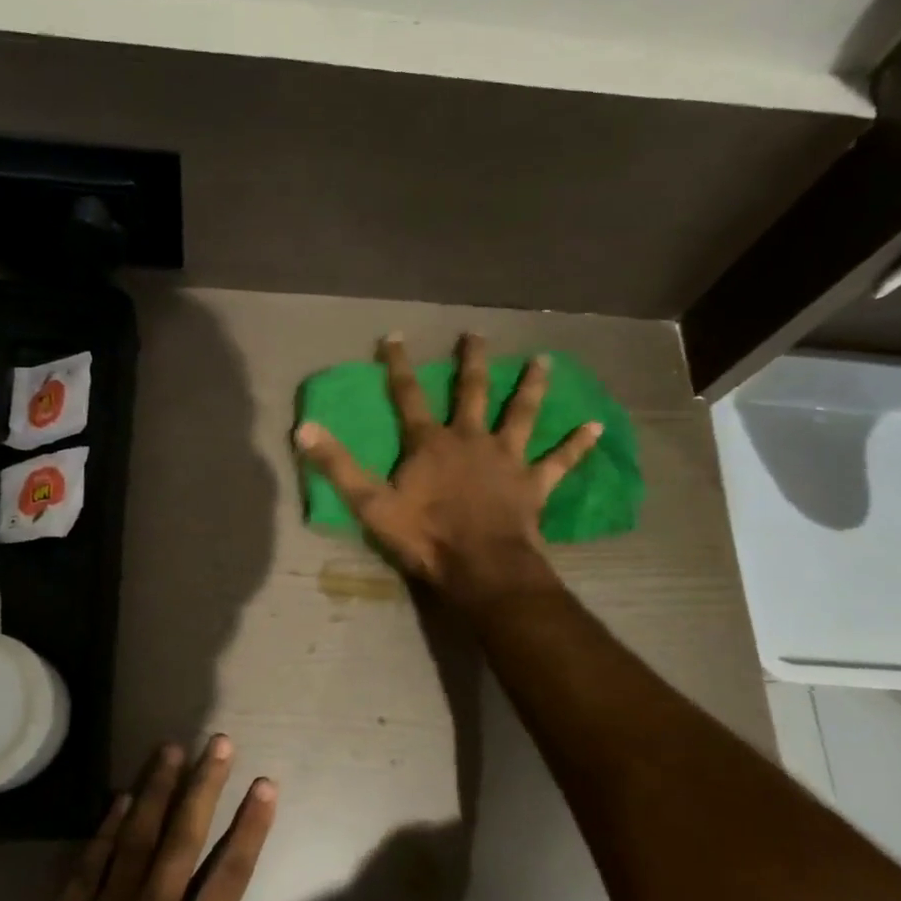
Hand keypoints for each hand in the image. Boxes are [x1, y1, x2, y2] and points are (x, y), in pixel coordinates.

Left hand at [0, 738, 282, 900]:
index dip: (252, 824)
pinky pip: (89, 864)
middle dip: (204, 784)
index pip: (231, 870)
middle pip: (183, 835)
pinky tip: (119, 800)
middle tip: (219, 741)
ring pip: (136, 836)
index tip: (265, 783)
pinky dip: (105, 828)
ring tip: (170, 747)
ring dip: (155, 788)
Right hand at [295, 333, 599, 612]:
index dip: (399, 365)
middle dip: (471, 361)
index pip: (408, 395)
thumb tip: (304, 428)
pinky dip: (577, 444)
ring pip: (521, 413)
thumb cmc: (424, 537)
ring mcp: (507, 459)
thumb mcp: (371, 504)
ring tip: (544, 360)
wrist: (480, 568)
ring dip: (532, 386)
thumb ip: (338, 466)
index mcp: (431, 443)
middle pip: (472, 392)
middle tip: (477, 332)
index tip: (395, 335)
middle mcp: (471, 439)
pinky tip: (596, 425)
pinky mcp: (533, 483)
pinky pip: (560, 460)